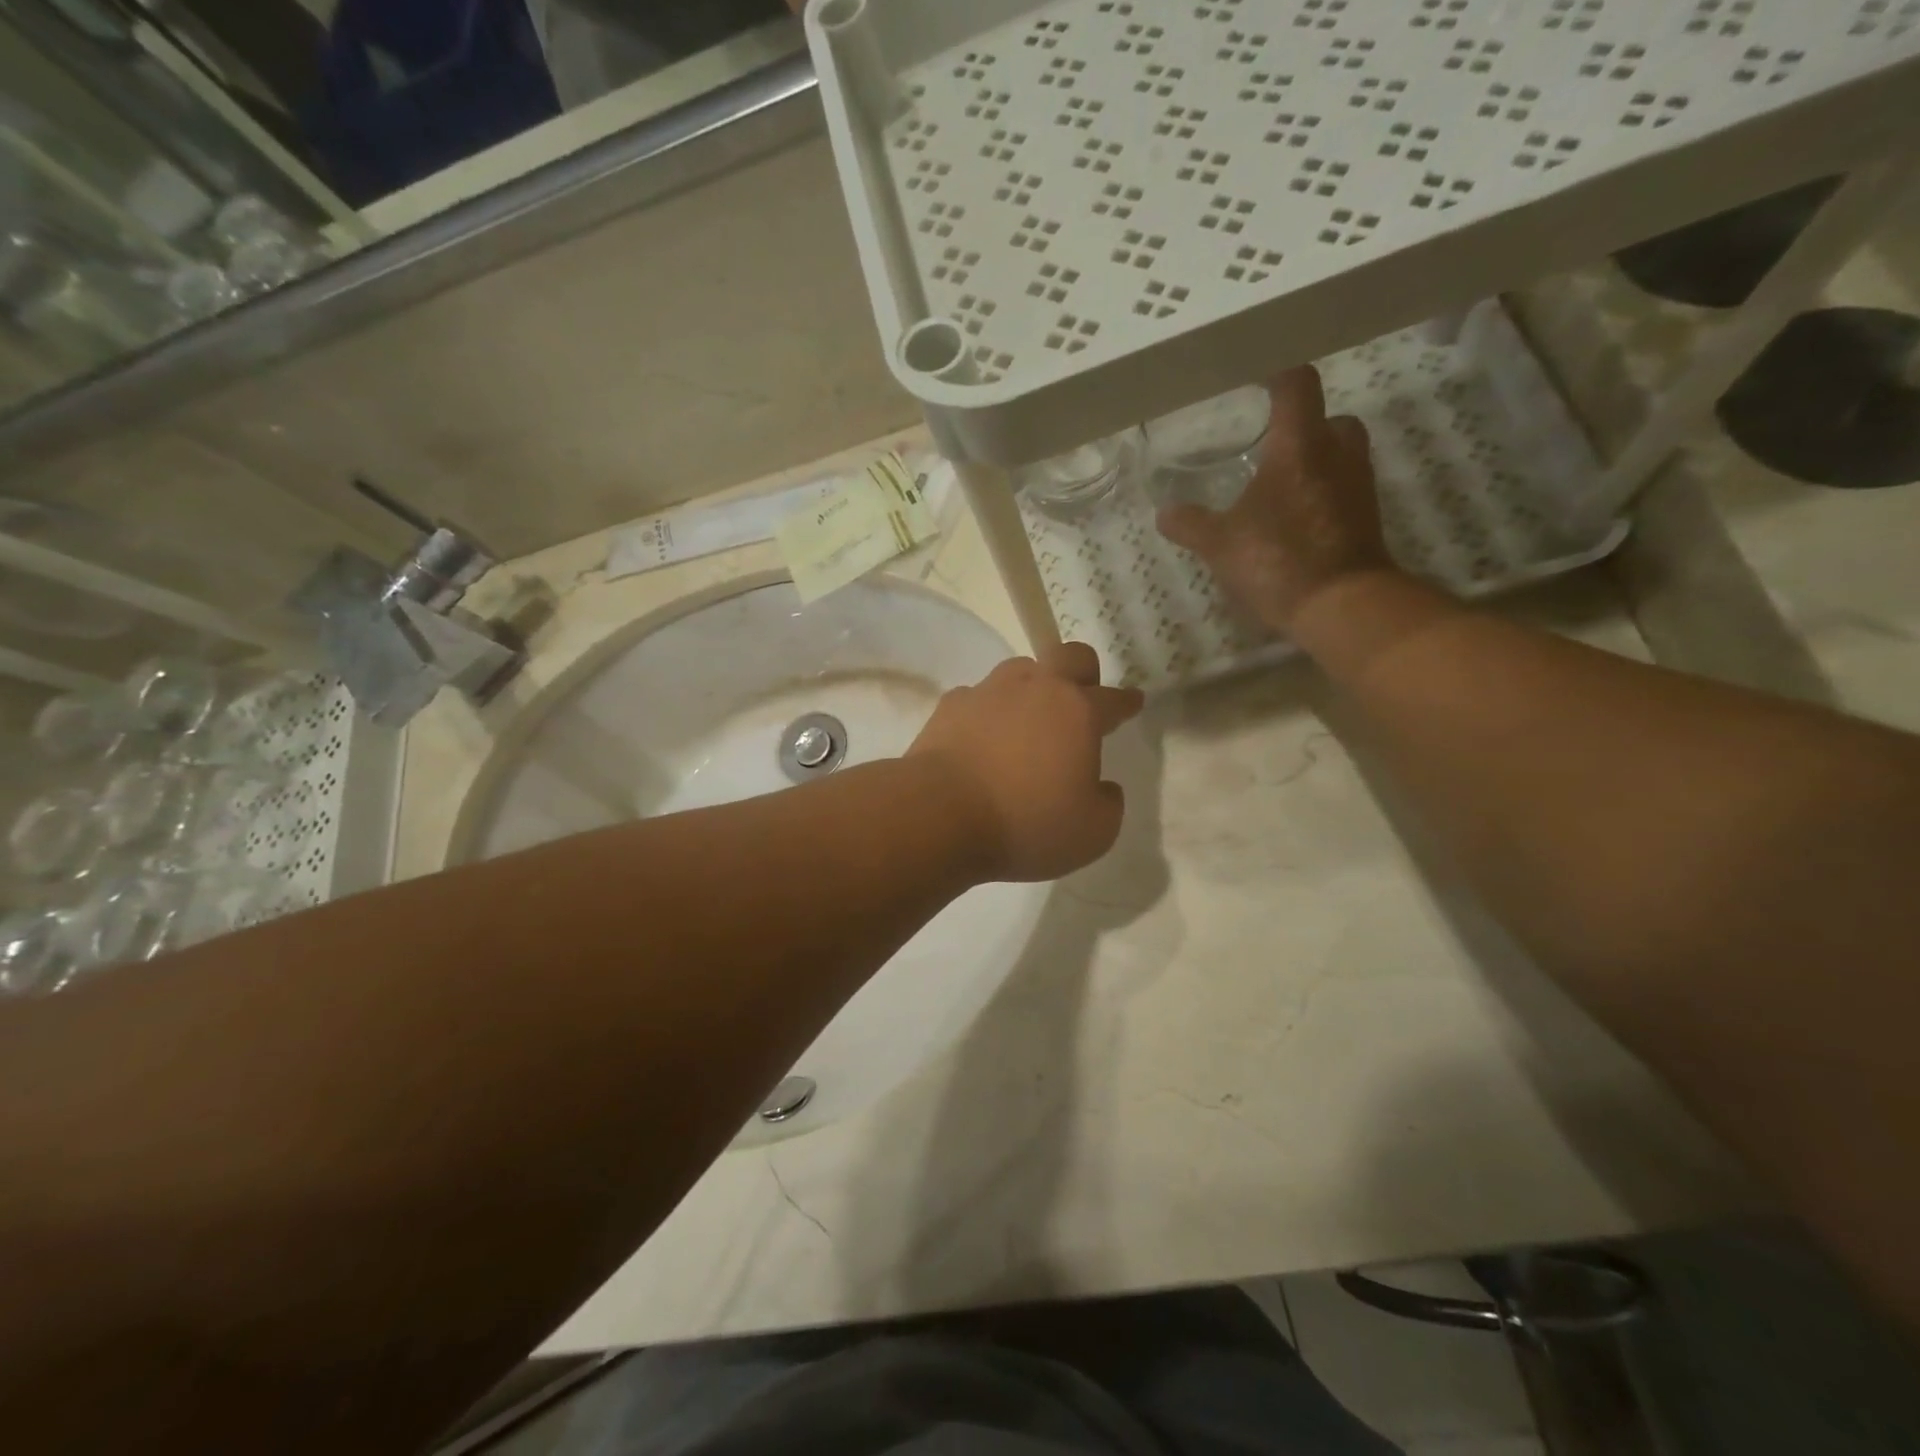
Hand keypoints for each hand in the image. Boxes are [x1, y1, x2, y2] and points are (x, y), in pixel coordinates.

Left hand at [909, 642, 1143, 882]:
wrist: (939, 815)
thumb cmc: (1025, 823)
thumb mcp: (1092, 834)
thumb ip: (1108, 805)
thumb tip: (1103, 788)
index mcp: (1078, 712)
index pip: (1113, 698)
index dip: (1127, 702)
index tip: (1133, 702)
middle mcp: (1035, 688)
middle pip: (1069, 655)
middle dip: (1083, 672)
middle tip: (1082, 697)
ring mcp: (989, 691)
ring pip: (1021, 669)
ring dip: (1032, 687)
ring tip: (1028, 719)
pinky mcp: (950, 705)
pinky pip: (978, 696)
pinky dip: (988, 711)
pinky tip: (984, 736)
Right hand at [1157, 366, 1398, 635]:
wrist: (1342, 605)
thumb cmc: (1278, 560)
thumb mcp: (1219, 544)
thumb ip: (1190, 524)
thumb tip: (1165, 512)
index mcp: (1300, 445)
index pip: (1297, 384)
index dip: (1276, 374)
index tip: (1254, 379)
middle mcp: (1337, 453)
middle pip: (1327, 417)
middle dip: (1301, 424)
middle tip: (1268, 443)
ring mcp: (1358, 486)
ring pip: (1339, 453)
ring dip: (1313, 460)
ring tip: (1276, 484)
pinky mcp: (1365, 517)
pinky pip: (1343, 488)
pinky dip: (1321, 493)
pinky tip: (1292, 519)